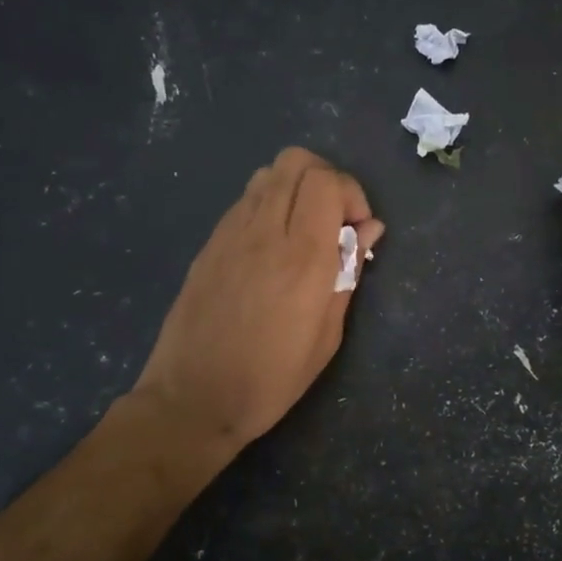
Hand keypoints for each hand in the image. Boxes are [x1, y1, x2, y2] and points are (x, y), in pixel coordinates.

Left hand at [131, 148, 383, 466]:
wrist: (192, 399)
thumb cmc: (271, 378)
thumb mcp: (327, 336)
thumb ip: (348, 273)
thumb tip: (369, 230)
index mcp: (303, 258)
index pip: (328, 182)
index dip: (352, 194)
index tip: (357, 230)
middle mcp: (265, 232)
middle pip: (296, 161)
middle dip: (327, 179)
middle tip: (334, 221)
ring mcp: (231, 234)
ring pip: (267, 173)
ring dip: (295, 188)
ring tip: (304, 230)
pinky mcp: (209, 244)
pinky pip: (245, 200)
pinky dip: (269, 205)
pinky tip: (272, 246)